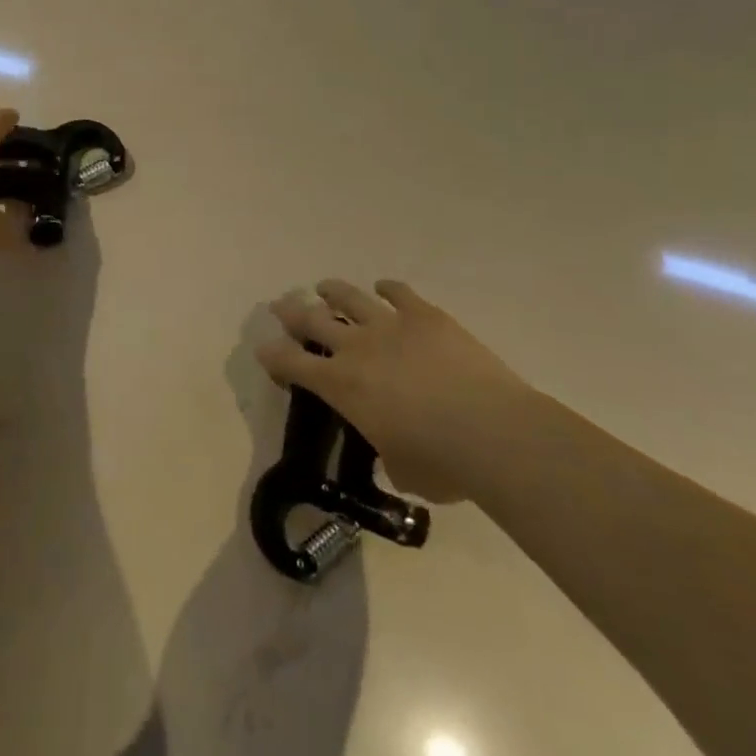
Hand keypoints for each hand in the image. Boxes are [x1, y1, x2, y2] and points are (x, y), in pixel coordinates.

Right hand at [258, 280, 529, 504]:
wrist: (491, 432)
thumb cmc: (441, 464)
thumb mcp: (400, 468)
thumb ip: (387, 452)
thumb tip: (395, 450)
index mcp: (341, 386)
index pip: (292, 365)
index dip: (274, 356)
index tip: (264, 349)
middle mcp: (356, 347)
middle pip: (312, 320)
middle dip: (291, 312)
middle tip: (280, 306)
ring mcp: (391, 325)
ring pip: (350, 297)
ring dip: (333, 291)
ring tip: (324, 287)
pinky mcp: (425, 316)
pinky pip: (400, 293)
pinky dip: (389, 288)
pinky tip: (384, 287)